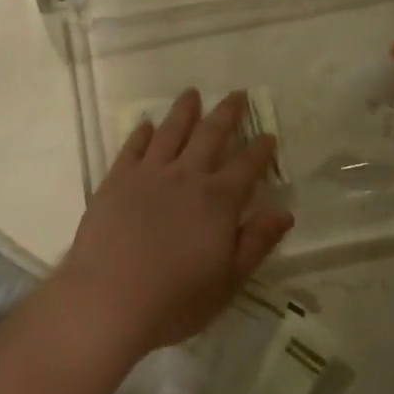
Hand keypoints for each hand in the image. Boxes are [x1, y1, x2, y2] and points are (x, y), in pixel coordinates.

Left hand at [55, 90, 290, 354]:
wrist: (108, 299)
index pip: (247, 166)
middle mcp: (187, 176)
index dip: (261, 149)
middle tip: (237, 94)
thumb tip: (284, 212)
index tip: (268, 134)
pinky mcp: (117, 179)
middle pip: (211, 134)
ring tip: (192, 93)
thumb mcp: (228, 280)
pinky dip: (142, 132)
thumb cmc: (175, 299)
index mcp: (218, 200)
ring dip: (184, 110)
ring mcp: (149, 173)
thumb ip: (257, 242)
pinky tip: (147, 125)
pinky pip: (133, 147)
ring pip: (171, 131)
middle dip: (227, 113)